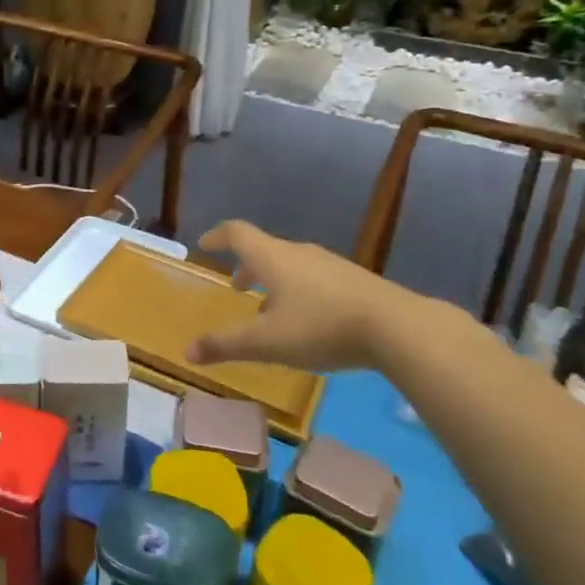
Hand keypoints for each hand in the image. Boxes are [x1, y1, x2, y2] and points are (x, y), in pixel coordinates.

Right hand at [189, 220, 437, 372]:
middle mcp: (298, 252)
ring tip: (269, 309)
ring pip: (291, 265)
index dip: (217, 236)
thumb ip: (226, 345)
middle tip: (235, 286)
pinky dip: (298, 290)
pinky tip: (308, 320)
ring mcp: (330, 264)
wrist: (397, 327)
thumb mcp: (267, 342)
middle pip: (264, 249)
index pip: (237, 233)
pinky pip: (314, 277)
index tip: (204, 245)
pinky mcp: (354, 280)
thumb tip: (186, 351)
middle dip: (246, 266)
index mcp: (272, 257)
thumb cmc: (321, 327)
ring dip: (273, 280)